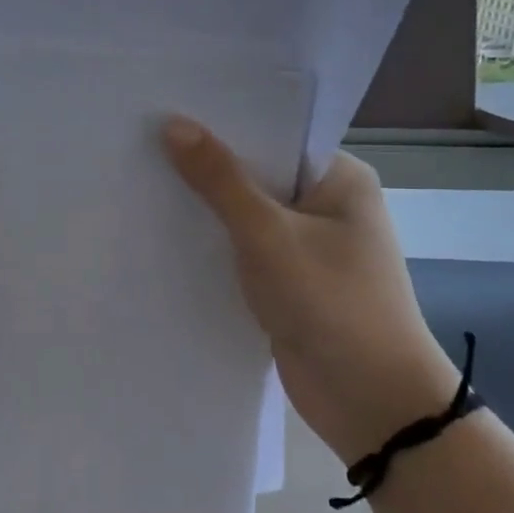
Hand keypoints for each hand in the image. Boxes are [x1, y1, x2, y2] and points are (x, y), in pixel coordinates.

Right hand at [163, 117, 458, 459]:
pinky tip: (165, 231)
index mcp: (339, 178)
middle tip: (142, 140)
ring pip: (246, 214)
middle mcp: (327, 205)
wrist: (370, 403)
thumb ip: (220, 180)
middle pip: (257, 173)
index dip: (222, 123)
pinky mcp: (289, 281)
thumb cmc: (330, 302)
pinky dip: (213, 243)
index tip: (167, 108)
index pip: (274, 134)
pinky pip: (244, 249)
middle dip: (206, 165)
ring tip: (143, 179)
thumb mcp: (267, 234)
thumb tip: (173, 124)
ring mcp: (308, 246)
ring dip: (206, 207)